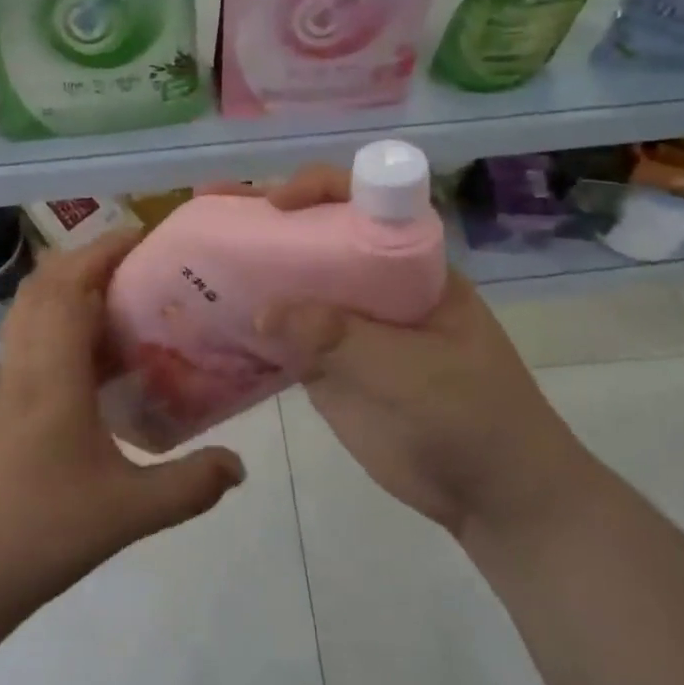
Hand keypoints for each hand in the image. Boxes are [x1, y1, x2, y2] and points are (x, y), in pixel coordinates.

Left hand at [0, 230, 246, 622]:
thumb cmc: (42, 532)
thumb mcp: (128, 512)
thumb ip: (189, 485)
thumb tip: (240, 465)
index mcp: (55, 374)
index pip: (72, 287)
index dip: (105, 252)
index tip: (145, 237)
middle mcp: (28, 363)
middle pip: (46, 284)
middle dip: (90, 257)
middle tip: (140, 261)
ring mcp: (11, 380)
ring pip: (32, 306)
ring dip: (71, 283)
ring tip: (120, 292)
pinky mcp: (7, 400)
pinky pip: (32, 335)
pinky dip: (62, 318)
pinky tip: (97, 351)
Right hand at [237, 166, 589, 535]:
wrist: (492, 494)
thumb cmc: (473, 415)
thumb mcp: (413, 371)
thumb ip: (341, 338)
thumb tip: (262, 311)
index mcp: (408, 262)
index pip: (362, 202)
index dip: (317, 190)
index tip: (276, 203)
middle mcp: (372, 281)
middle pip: (314, 234)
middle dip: (264, 216)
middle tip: (209, 203)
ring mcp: (346, 323)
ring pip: (291, 282)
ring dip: (247, 267)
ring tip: (191, 253)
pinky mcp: (326, 364)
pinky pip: (281, 334)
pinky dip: (247, 325)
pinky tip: (204, 317)